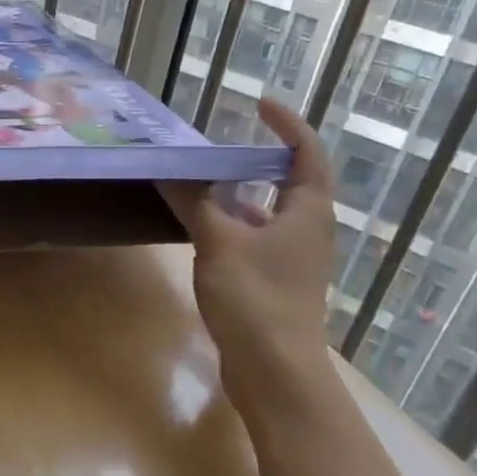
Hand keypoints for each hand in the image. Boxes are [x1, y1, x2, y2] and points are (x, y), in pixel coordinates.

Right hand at [159, 99, 339, 405]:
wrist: (275, 371)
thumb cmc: (256, 298)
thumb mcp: (219, 242)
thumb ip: (194, 202)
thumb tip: (168, 168)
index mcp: (308, 211)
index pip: (307, 152)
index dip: (287, 124)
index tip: (257, 104)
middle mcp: (307, 229)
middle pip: (288, 180)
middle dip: (256, 157)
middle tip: (218, 142)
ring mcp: (292, 258)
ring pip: (267, 211)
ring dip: (239, 192)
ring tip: (201, 179)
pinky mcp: (274, 281)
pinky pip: (254, 237)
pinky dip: (230, 223)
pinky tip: (199, 226)